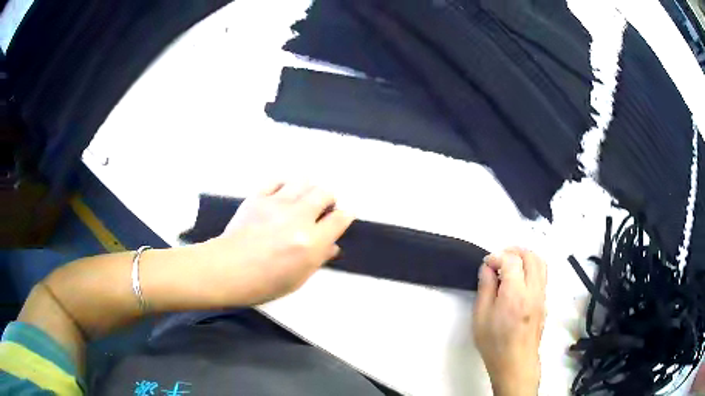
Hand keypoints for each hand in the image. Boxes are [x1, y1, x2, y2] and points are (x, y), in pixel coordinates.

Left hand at [201, 182, 353, 305]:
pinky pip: (277, 180)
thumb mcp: (298, 278)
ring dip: (308, 189)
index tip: (342, 218)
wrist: (227, 270)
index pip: (339, 219)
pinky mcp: (257, 197)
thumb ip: (318, 258)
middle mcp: (298, 217)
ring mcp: (276, 203)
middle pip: (324, 193)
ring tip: (302, 200)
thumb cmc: (264, 283)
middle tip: (322, 209)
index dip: (345, 216)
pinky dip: (284, 185)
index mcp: (311, 242)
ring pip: (303, 181)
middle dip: (329, 199)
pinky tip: (282, 195)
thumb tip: (332, 246)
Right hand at [472, 248, 546, 395]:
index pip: (511, 260)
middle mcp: (533, 290)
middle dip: (514, 251)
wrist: (515, 363)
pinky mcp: (545, 301)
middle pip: (531, 256)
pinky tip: (518, 279)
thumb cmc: (494, 343)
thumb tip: (487, 268)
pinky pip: (542, 275)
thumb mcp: (481, 317)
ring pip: (541, 263)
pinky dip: (531, 268)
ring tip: (510, 264)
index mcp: (515, 294)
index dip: (497, 256)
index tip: (486, 264)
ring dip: (525, 257)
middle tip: (499, 258)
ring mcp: (542, 295)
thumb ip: (485, 288)